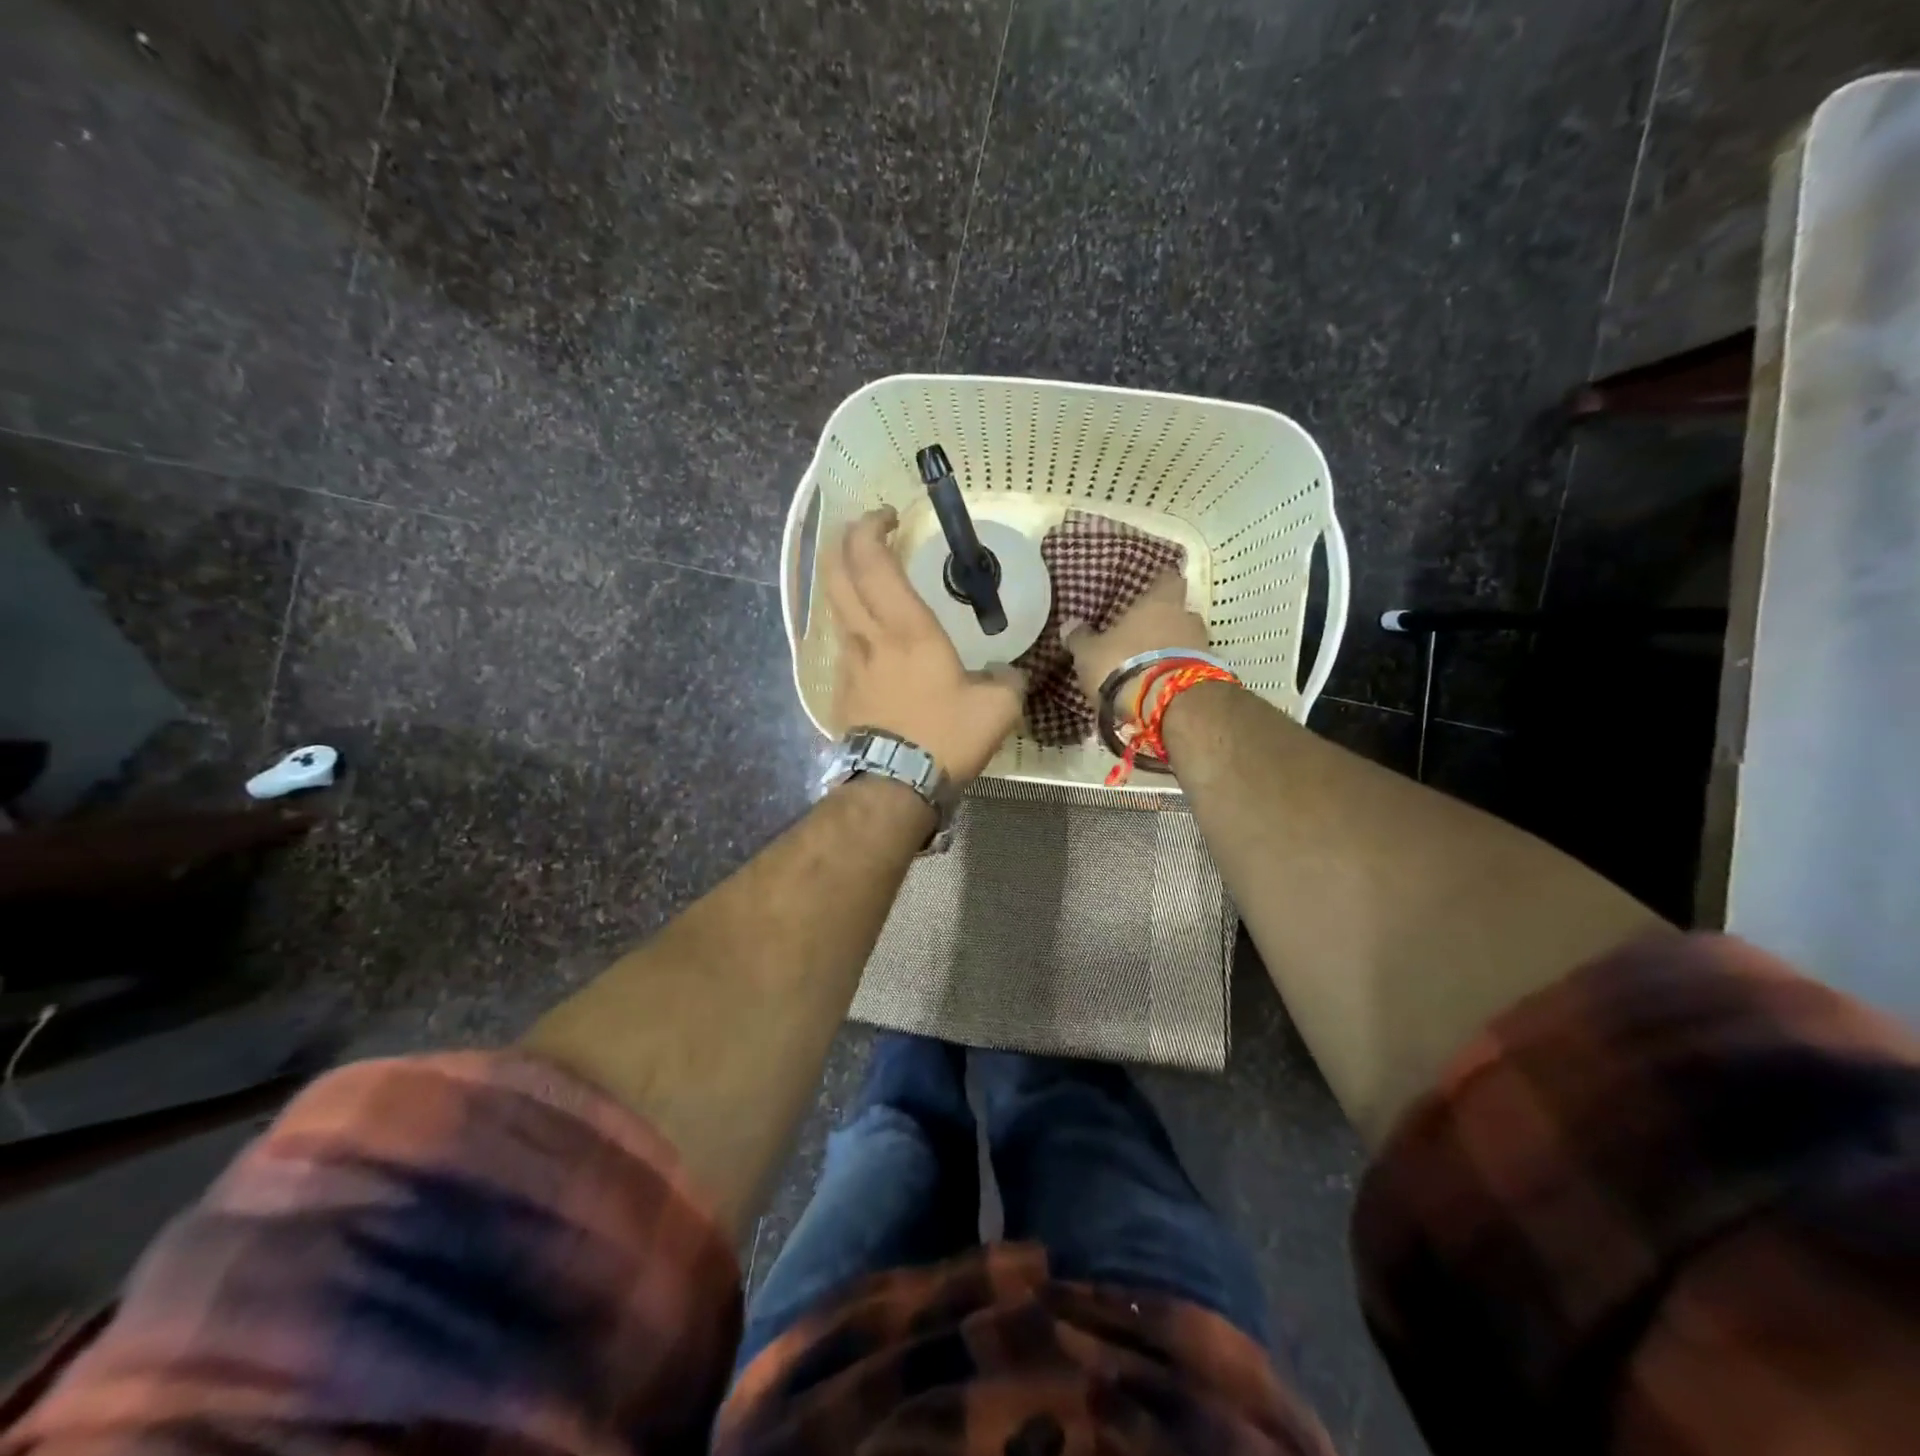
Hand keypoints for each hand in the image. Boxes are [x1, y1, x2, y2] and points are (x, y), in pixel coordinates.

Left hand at [825, 507, 1025, 784]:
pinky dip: (852, 625)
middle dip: (844, 541)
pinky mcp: (841, 690)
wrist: (894, 785)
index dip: (871, 528)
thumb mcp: (997, 708)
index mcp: (907, 628)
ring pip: (834, 607)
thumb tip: (1009, 673)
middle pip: (836, 573)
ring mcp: (848, 663)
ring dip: (843, 581)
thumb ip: (1007, 680)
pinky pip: (842, 644)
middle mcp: (868, 636)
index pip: (873, 561)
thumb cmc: (945, 737)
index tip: (888, 517)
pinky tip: (871, 639)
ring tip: (867, 580)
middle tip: (865, 531)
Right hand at [1061, 572, 1210, 703]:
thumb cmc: (1123, 665)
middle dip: (1166, 624)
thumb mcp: (1090, 654)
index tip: (1151, 592)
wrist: (1167, 704)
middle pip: (1180, 613)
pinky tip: (1164, 686)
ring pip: (1188, 641)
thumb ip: (1081, 638)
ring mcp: (1204, 647)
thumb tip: (1070, 625)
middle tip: (1146, 637)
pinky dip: (1180, 673)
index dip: (1160, 585)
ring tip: (1153, 666)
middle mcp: (1187, 617)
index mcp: (1159, 602)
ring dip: (1175, 651)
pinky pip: (1194, 667)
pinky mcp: (1211, 676)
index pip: (1168, 579)